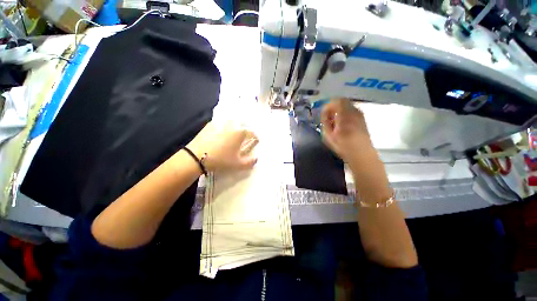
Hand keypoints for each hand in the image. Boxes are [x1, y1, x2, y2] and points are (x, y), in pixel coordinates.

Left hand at [186, 121, 258, 171]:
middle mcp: (231, 125)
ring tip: (235, 132)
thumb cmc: (221, 160)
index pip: (251, 132)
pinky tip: (222, 131)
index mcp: (239, 133)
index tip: (256, 140)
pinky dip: (223, 125)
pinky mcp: (209, 125)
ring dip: (235, 125)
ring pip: (231, 121)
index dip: (255, 136)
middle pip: (242, 124)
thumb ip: (250, 162)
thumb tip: (257, 158)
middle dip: (246, 129)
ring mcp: (219, 124)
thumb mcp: (238, 164)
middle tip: (246, 135)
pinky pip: (220, 122)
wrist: (197, 157)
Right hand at [321, 98, 372, 164]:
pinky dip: (344, 115)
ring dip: (339, 112)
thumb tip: (325, 115)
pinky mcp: (362, 120)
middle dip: (333, 108)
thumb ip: (325, 122)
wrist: (361, 154)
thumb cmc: (343, 145)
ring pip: (347, 107)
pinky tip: (342, 126)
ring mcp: (360, 115)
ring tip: (334, 123)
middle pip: (342, 102)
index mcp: (345, 114)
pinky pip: (351, 112)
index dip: (328, 106)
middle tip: (328, 119)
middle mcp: (354, 111)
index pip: (336, 101)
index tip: (323, 115)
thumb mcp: (328, 135)